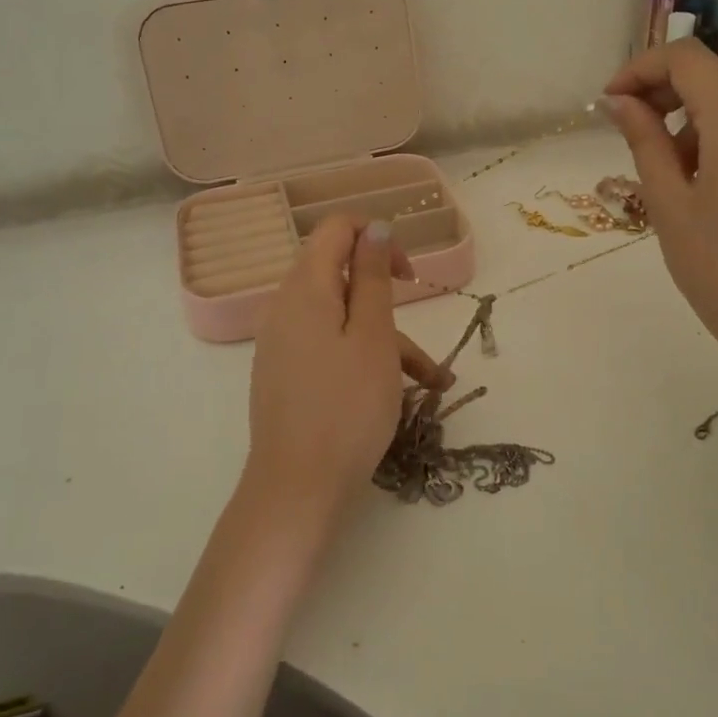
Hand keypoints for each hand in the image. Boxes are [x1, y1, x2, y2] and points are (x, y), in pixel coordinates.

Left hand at [245, 216, 450, 534]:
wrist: (298, 489)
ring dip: (388, 340)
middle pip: (341, 277)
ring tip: (434, 381)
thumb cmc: (347, 407)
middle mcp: (285, 308)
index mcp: (304, 288)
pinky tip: (401, 392)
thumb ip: (372, 276)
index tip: (407, 273)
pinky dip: (365, 359)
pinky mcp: (286, 374)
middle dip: (388, 297)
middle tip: (423, 321)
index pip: (336, 229)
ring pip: (342, 320)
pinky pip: (330, 348)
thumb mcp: (373, 336)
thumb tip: (374, 227)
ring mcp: (282, 344)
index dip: (376, 238)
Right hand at [600, 38, 717, 368]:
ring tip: (668, 177)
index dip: (640, 69)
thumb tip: (618, 101)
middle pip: (710, 75)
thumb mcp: (667, 201)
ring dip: (689, 121)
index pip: (685, 57)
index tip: (610, 104)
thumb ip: (643, 140)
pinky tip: (704, 186)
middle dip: (662, 93)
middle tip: (629, 134)